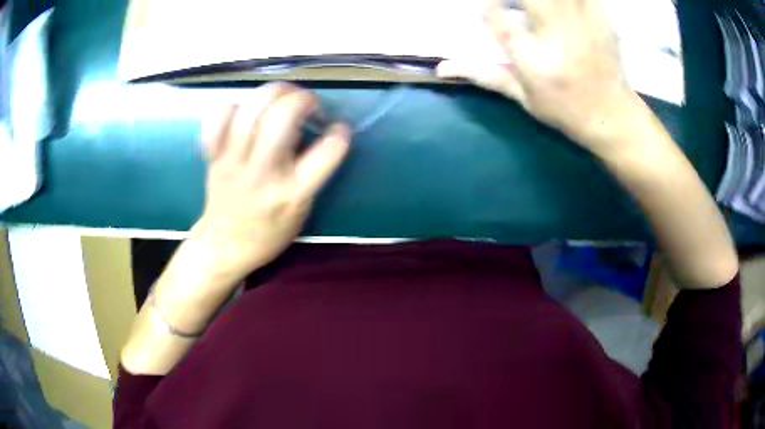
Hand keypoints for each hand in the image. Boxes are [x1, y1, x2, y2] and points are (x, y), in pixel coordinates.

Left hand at [194, 83, 349, 284]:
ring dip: (273, 92)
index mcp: (291, 193)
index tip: (339, 129)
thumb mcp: (302, 212)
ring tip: (281, 96)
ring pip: (250, 110)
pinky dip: (233, 105)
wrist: (225, 246)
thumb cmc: (269, 233)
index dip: (339, 134)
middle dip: (303, 99)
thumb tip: (309, 129)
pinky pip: (218, 117)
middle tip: (308, 103)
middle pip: (282, 117)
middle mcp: (262, 173)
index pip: (326, 152)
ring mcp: (233, 162)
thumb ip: (310, 173)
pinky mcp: (213, 156)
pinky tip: (244, 111)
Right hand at [437, 0, 643, 156]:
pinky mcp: (603, 21)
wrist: (614, 118)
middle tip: (512, 4)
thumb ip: (484, 75)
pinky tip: (562, 5)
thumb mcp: (523, 98)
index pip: (498, 20)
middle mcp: (558, 40)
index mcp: (535, 64)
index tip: (482, 4)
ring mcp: (585, 27)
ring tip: (535, 7)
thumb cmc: (565, 110)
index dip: (485, 5)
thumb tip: (441, 66)